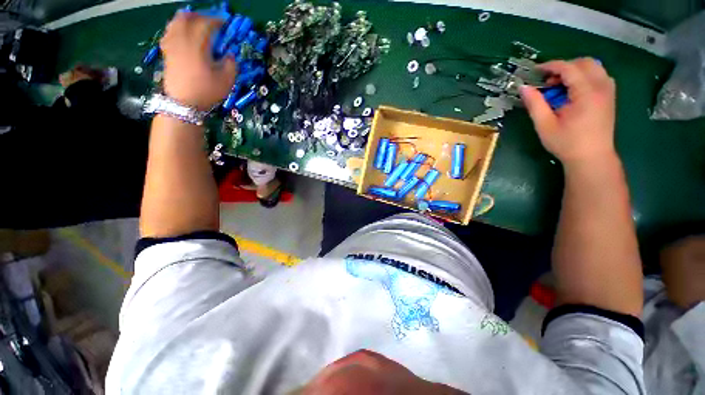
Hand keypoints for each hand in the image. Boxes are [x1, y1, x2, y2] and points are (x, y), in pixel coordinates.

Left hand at [160, 13, 236, 110]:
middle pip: (187, 17)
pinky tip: (182, 34)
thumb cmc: (207, 91)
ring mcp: (171, 45)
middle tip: (210, 22)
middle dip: (200, 16)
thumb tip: (229, 54)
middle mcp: (182, 39)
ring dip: (187, 19)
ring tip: (196, 24)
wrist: (183, 103)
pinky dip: (176, 28)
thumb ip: (231, 64)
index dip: (217, 21)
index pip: (207, 24)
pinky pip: (169, 32)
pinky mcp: (166, 52)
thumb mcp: (227, 80)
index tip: (226, 24)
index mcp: (198, 44)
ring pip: (175, 22)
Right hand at [520, 58, 616, 165]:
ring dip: (575, 71)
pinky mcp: (610, 96)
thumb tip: (522, 87)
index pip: (569, 68)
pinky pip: (598, 76)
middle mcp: (602, 87)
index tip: (534, 72)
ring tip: (560, 88)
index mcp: (587, 93)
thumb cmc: (566, 143)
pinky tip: (573, 92)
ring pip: (593, 67)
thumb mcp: (545, 125)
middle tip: (548, 82)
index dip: (550, 66)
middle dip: (564, 67)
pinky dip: (584, 77)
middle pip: (584, 62)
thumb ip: (534, 104)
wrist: (592, 158)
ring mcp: (608, 91)